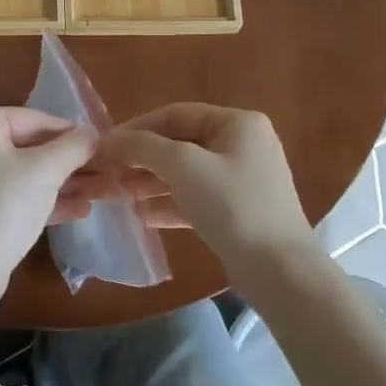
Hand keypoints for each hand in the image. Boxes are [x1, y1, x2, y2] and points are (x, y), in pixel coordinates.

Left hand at [0, 108, 96, 295]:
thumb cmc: (2, 208)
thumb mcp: (45, 171)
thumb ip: (74, 145)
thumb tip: (92, 132)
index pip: (33, 119)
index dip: (72, 134)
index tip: (103, 146)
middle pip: (27, 147)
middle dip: (69, 164)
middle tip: (106, 172)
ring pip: (21, 173)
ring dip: (62, 183)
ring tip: (102, 192)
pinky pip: (9, 194)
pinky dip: (40, 200)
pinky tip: (79, 210)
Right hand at [96, 104, 311, 278]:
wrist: (280, 271)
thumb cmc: (233, 206)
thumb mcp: (184, 167)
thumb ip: (144, 146)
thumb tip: (110, 139)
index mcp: (238, 123)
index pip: (176, 114)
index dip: (138, 127)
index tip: (105, 145)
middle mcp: (243, 144)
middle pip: (181, 143)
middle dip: (143, 158)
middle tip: (109, 172)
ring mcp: (243, 179)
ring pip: (187, 173)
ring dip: (152, 182)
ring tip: (120, 195)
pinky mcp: (239, 211)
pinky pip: (197, 198)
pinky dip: (170, 204)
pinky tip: (143, 217)